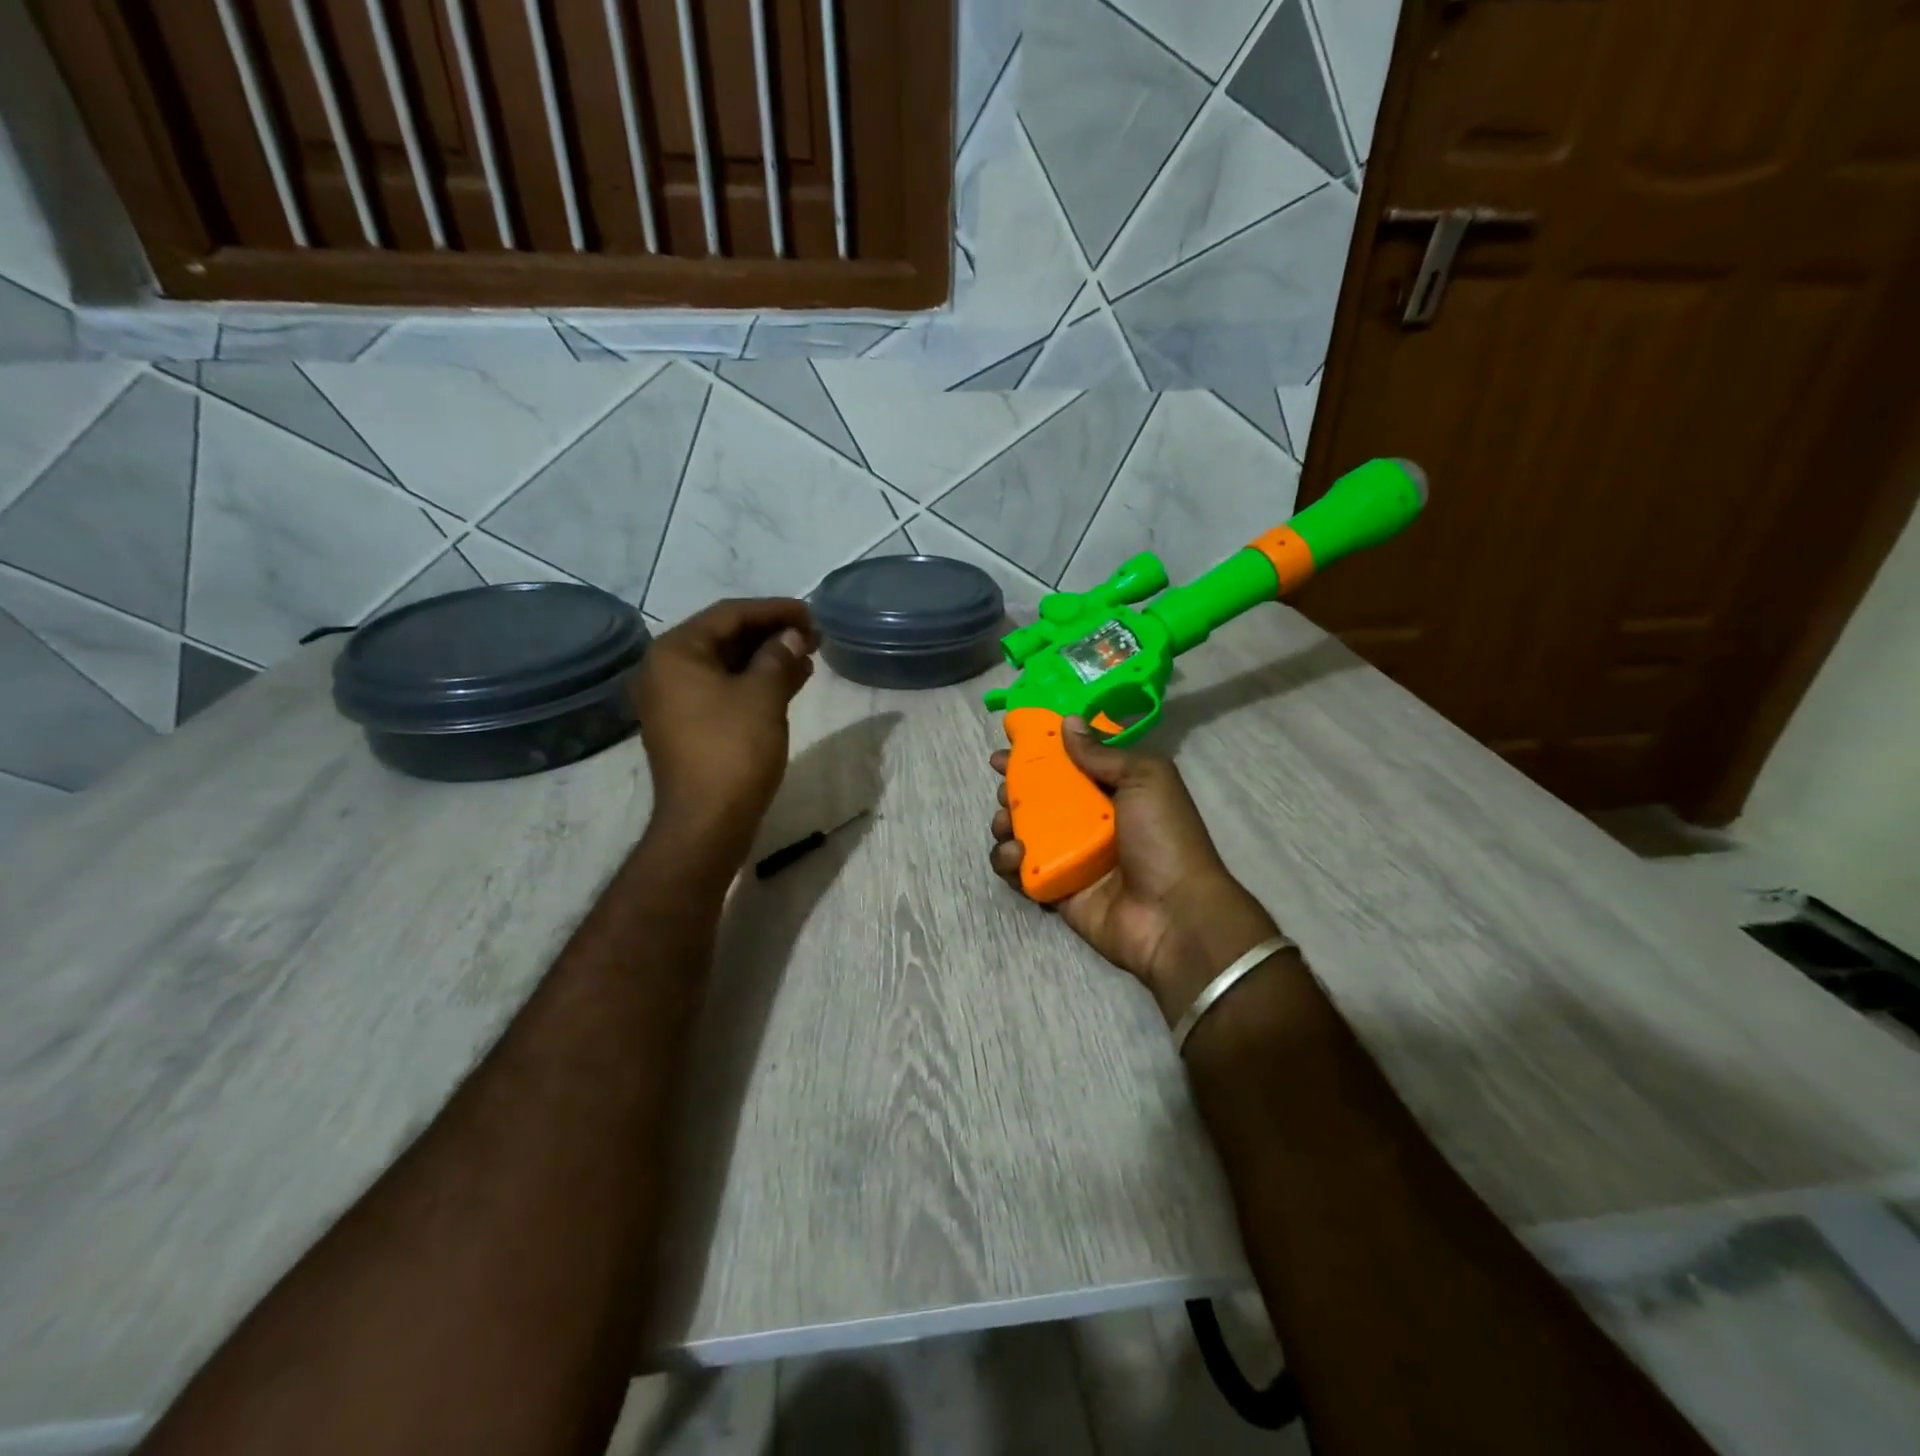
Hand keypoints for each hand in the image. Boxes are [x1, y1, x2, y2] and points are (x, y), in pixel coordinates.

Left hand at [631, 598, 817, 873]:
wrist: (706, 823)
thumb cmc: (733, 751)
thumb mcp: (763, 696)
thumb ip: (779, 656)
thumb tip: (792, 636)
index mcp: (676, 652)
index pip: (730, 614)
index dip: (774, 610)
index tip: (811, 613)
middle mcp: (666, 670)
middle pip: (725, 637)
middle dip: (771, 634)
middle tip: (813, 635)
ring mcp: (674, 700)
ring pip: (727, 665)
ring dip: (767, 659)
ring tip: (808, 656)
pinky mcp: (688, 726)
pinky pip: (724, 690)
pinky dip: (755, 683)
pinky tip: (790, 682)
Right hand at [990, 720, 1279, 1024]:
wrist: (1173, 915)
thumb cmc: (1164, 838)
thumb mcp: (1146, 779)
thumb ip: (1103, 753)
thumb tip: (1068, 722)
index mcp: (1115, 791)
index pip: (1072, 762)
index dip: (1042, 750)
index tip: (1012, 742)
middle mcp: (1091, 820)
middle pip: (1041, 796)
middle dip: (1016, 787)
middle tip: (1004, 786)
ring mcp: (1071, 856)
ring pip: (1024, 830)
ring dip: (1006, 822)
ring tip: (1004, 822)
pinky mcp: (1056, 888)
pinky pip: (1020, 870)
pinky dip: (1008, 860)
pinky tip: (1015, 855)